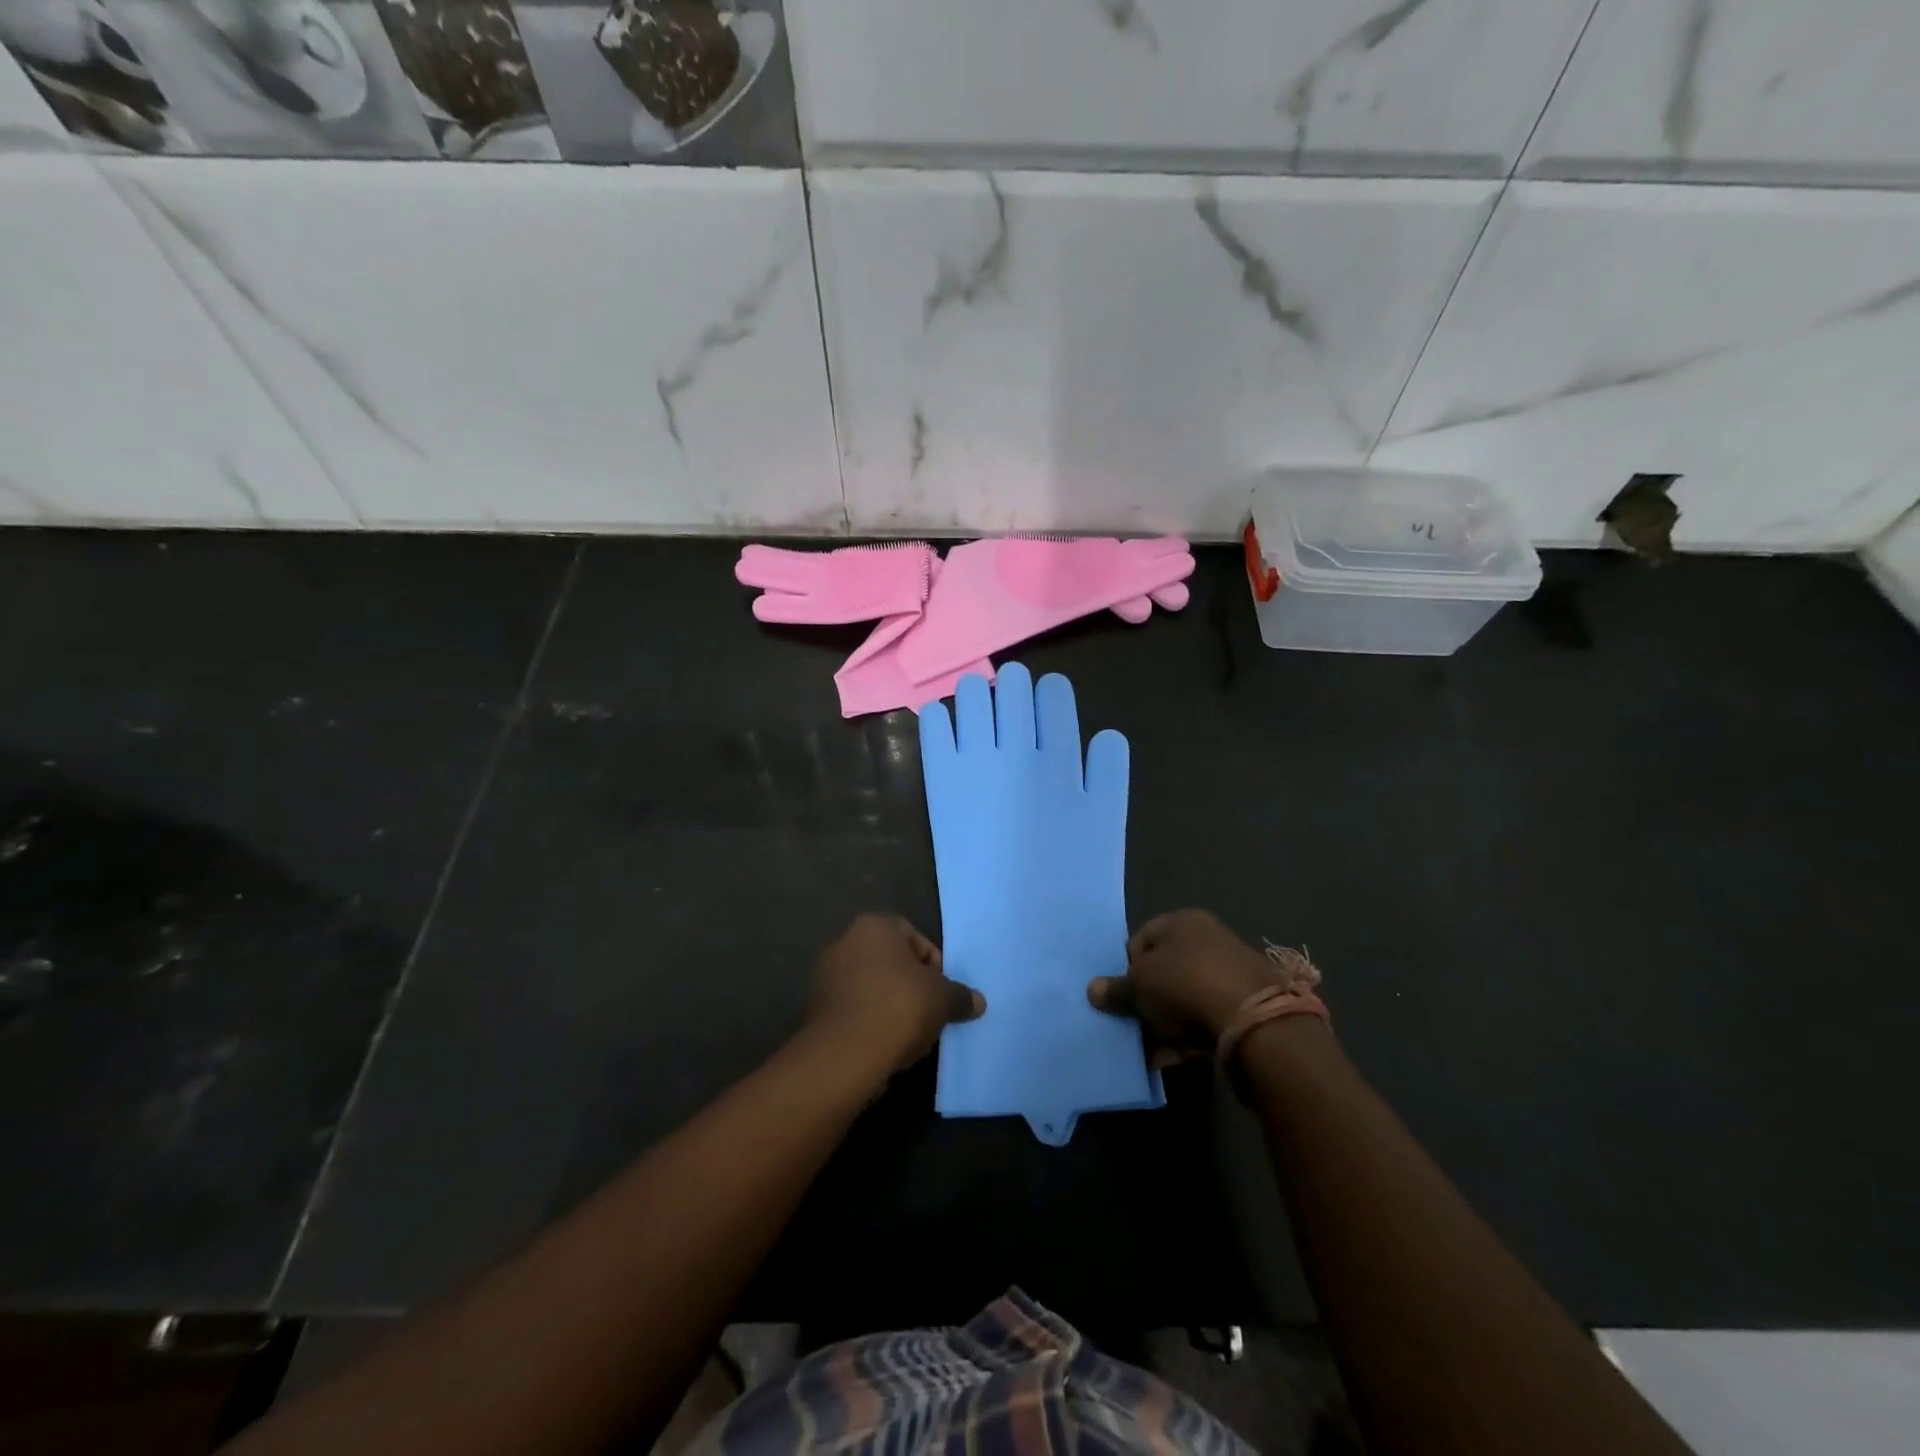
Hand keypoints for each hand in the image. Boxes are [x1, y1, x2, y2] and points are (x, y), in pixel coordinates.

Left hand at [805, 914, 984, 1072]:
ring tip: (907, 1036)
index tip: (941, 995)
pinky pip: (853, 1010)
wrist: (844, 1054)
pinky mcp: (814, 1008)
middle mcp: (844, 941)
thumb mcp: (942, 1000)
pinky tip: (883, 1046)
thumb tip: (977, 1002)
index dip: (935, 967)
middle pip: (892, 963)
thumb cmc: (898, 1008)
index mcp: (874, 926)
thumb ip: (961, 996)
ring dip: (890, 1007)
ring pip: (872, 988)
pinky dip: (869, 1023)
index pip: (916, 939)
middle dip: (911, 988)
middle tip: (927, 1015)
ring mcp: (825, 975)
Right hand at [1088, 909, 1277, 1062]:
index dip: (1126, 968)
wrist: (1256, 1021)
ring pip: (1184, 998)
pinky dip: (1189, 1035)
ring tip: (1154, 1052)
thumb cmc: (1186, 985)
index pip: (1141, 940)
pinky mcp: (1246, 1005)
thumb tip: (1093, 990)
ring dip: (1166, 1024)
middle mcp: (1208, 939)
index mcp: (1182, 921)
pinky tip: (1177, 1058)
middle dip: (1147, 1002)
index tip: (1123, 996)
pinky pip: (1206, 1018)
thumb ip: (1116, 989)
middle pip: (1163, 971)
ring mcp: (1230, 972)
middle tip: (1135, 1027)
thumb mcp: (1140, 985)